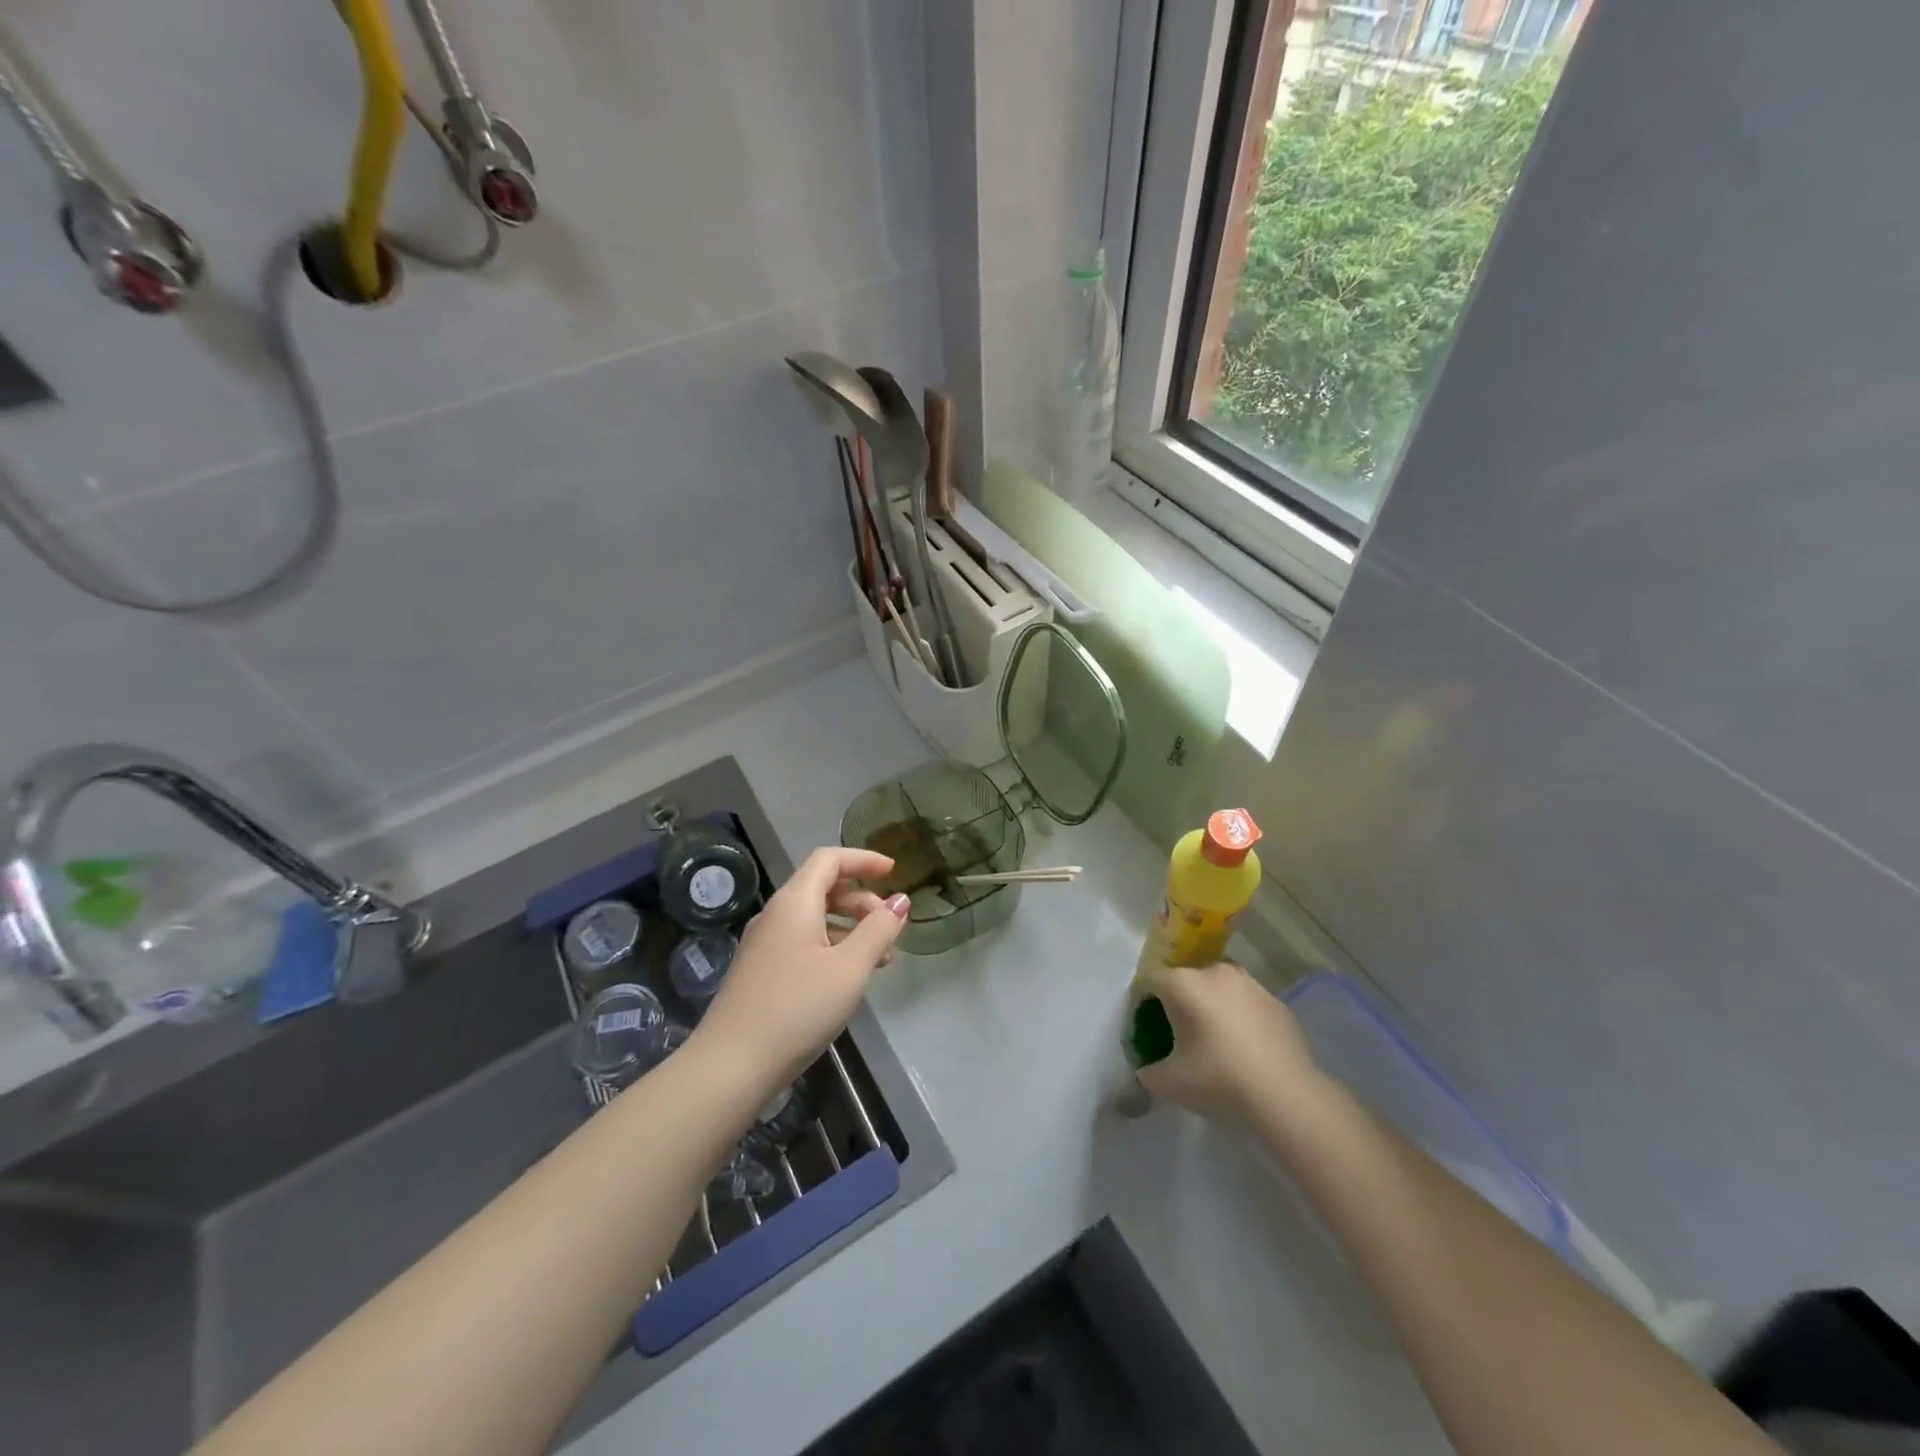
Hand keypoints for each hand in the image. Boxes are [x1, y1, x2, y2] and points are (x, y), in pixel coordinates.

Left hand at [691, 847, 909, 1099]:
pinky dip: (833, 946)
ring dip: (851, 927)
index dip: (864, 859)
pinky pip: (804, 941)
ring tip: (881, 958)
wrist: (731, 1065)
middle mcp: (776, 914)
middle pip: (823, 887)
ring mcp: (765, 943)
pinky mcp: (762, 970)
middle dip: (862, 899)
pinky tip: (850, 978)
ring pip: (815, 918)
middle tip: (890, 926)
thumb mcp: (850, 969)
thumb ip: (879, 930)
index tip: (894, 872)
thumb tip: (900, 901)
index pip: (829, 859)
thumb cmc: (798, 1009)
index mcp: (794, 902)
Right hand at [1136, 961, 1321, 1123]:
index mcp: (1183, 984)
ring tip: (1215, 1040)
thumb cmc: (1219, 1080)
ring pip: (1220, 988)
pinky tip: (1246, 1049)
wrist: (1288, 1097)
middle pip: (1186, 980)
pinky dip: (1241, 1018)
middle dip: (1180, 1002)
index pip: (1150, 981)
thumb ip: (1148, 1073)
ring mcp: (1251, 985)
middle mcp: (1215, 972)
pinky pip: (1248, 1004)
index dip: (1143, 1002)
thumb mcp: (1169, 1084)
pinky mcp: (1278, 1003)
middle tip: (1180, 1035)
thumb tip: (1147, 1071)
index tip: (1146, 1028)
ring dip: (1212, 1005)